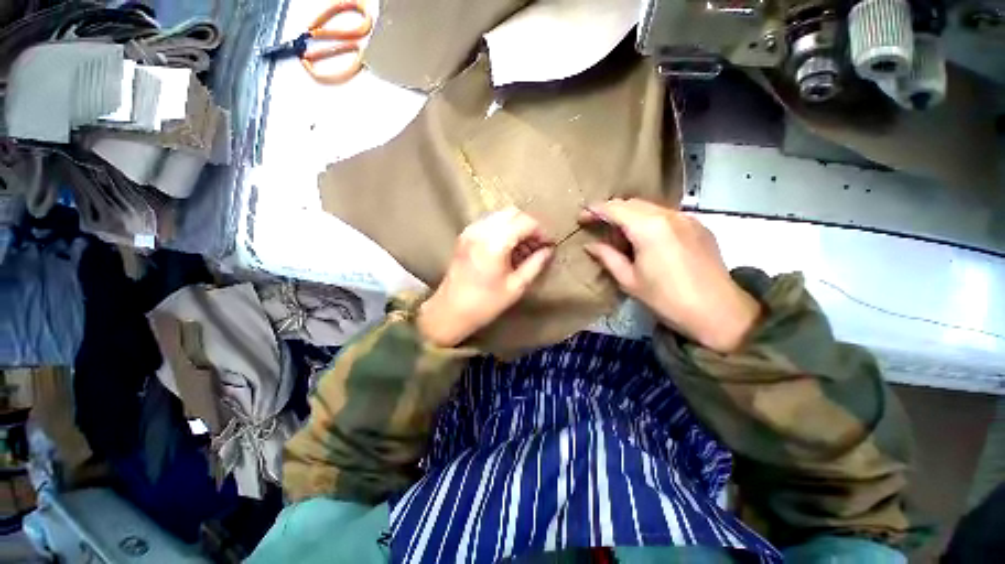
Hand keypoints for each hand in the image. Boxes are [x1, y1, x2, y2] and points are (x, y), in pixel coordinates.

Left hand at [417, 207, 553, 346]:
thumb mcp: (516, 287)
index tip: (547, 245)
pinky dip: (502, 228)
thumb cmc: (485, 303)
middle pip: (513, 213)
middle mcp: (481, 230)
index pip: (526, 222)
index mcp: (495, 243)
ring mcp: (470, 230)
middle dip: (529, 226)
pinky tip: (506, 247)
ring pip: (501, 215)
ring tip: (521, 248)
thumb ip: (535, 264)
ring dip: (515, 226)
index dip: (541, 231)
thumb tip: (548, 250)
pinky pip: (489, 222)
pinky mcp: (464, 235)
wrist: (450, 311)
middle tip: (536, 245)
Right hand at [581, 199, 759, 352]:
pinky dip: (648, 220)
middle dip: (611, 210)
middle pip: (631, 203)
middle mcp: (668, 215)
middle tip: (597, 226)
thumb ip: (607, 257)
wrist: (719, 312)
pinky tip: (645, 238)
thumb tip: (589, 245)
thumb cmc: (666, 299)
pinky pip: (666, 215)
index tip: (581, 218)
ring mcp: (687, 218)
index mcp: (648, 228)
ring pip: (649, 207)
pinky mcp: (698, 225)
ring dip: (629, 215)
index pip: (614, 208)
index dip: (594, 211)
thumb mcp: (629, 280)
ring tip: (619, 234)